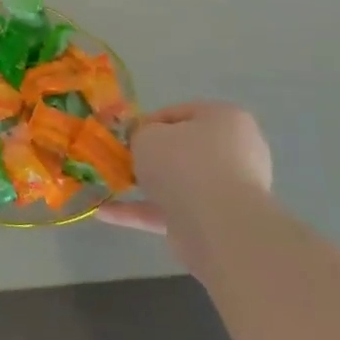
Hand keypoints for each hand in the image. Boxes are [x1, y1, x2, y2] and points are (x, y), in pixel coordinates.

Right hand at [96, 101, 272, 236]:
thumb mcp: (148, 134)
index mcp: (225, 119)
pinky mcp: (214, 222)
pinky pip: (173, 211)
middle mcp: (234, 152)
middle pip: (181, 149)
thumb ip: (141, 134)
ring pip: (177, 183)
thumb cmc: (184, 164)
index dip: (146, 123)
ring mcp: (226, 190)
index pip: (178, 113)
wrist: (219, 226)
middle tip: (120, 160)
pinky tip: (105, 214)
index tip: (125, 136)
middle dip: (149, 157)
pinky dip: (141, 212)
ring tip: (107, 186)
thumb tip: (145, 145)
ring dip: (144, 185)